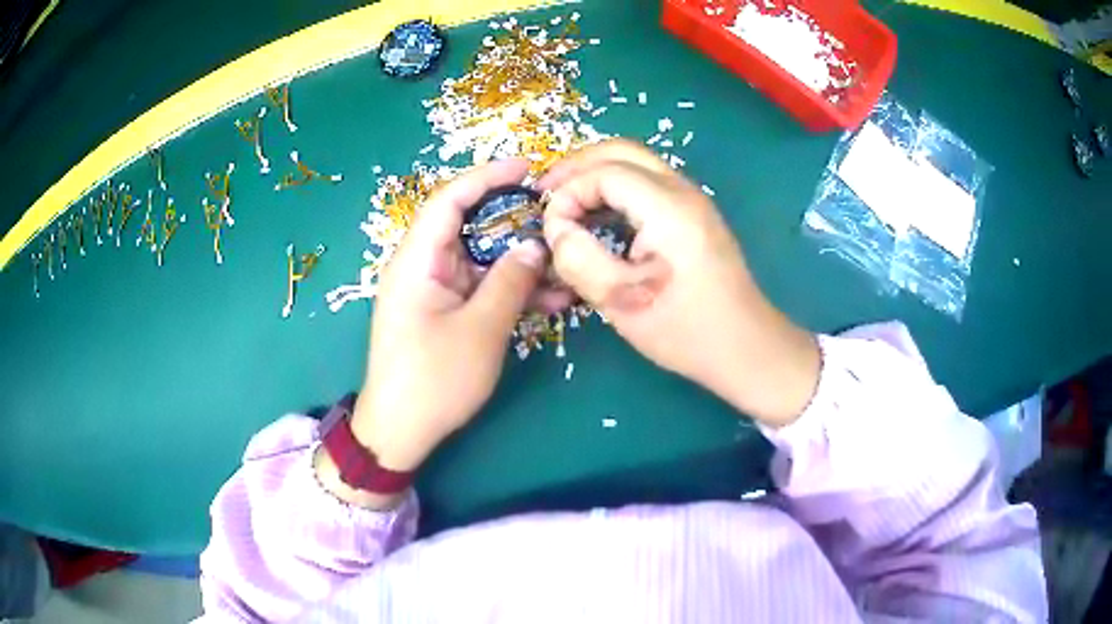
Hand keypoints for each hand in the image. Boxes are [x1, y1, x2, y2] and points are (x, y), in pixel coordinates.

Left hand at [316, 159, 560, 508]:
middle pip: (469, 226)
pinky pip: (480, 288)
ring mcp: (434, 291)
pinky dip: (510, 290)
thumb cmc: (433, 379)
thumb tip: (535, 247)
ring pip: (481, 260)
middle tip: (556, 218)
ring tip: (565, 267)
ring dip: (520, 263)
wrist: (400, 431)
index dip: (487, 177)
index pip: (450, 199)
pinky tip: (550, 300)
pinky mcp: (444, 312)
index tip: (527, 168)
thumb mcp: (480, 329)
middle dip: (514, 220)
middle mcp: (422, 267)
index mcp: (417, 260)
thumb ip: (510, 281)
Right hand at [540, 140, 819, 426]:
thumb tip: (556, 229)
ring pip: (635, 163)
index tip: (551, 228)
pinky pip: (647, 184)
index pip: (605, 172)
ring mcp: (692, 200)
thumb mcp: (623, 302)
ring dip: (596, 174)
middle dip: (577, 166)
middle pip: (621, 151)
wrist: (746, 347)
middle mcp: (683, 191)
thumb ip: (579, 260)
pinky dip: (615, 189)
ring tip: (565, 203)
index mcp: (669, 208)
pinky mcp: (694, 215)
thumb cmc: (686, 331)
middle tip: (545, 194)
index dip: (568, 192)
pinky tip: (598, 216)